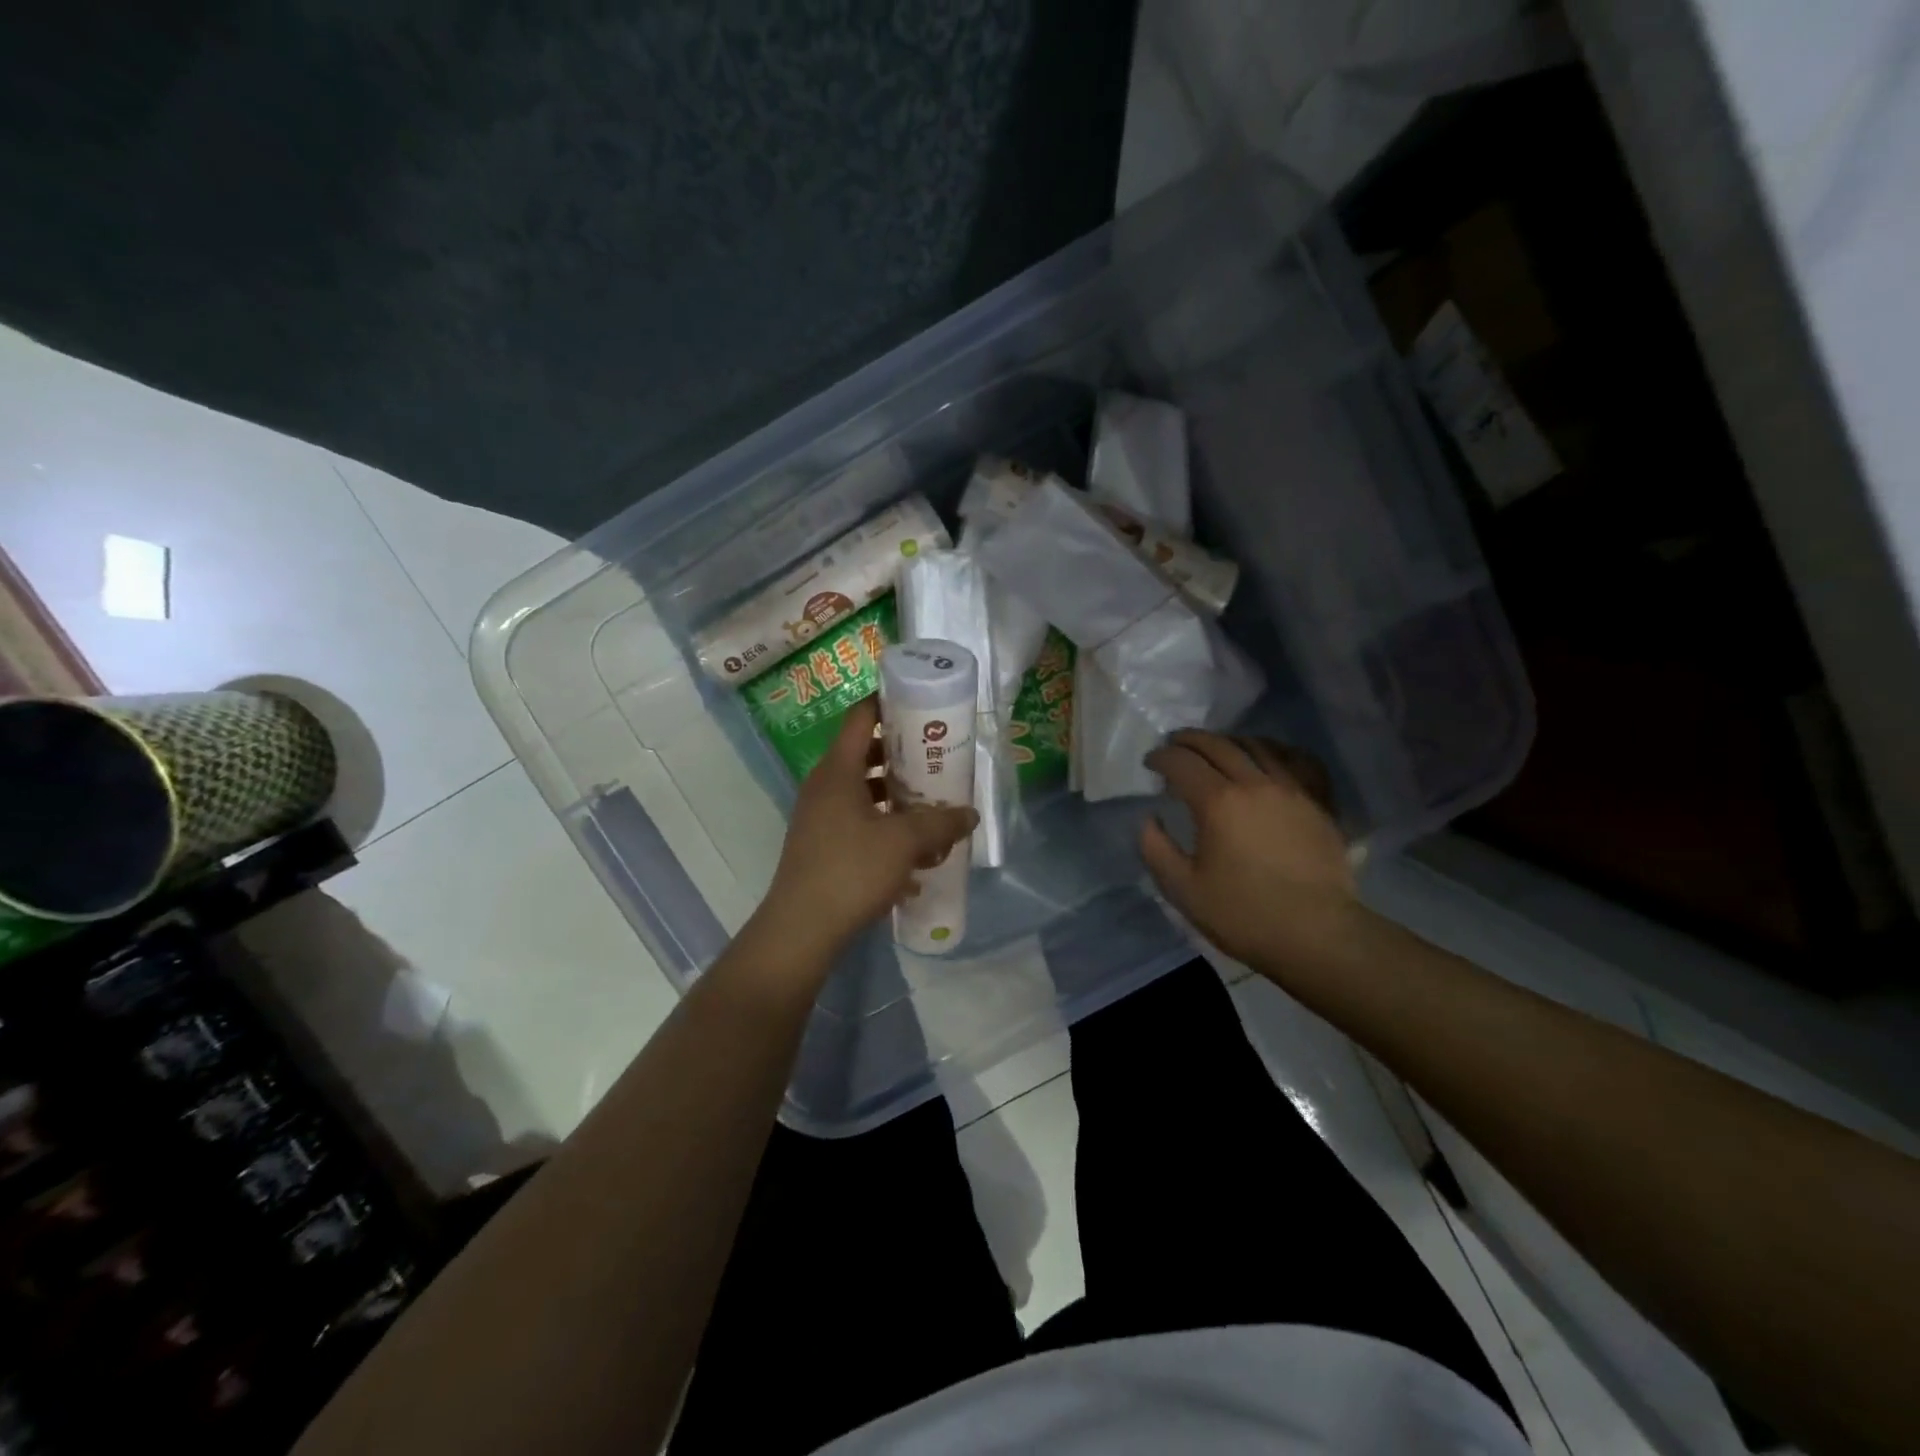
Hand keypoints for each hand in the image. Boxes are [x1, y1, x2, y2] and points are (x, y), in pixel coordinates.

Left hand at [752, 697, 977, 967]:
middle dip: (902, 756)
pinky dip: (885, 831)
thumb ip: (940, 822)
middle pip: (865, 755)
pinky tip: (915, 858)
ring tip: (933, 808)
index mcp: (837, 771)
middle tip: (937, 757)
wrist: (802, 929)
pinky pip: (859, 825)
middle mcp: (824, 787)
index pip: (860, 717)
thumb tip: (969, 814)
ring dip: (897, 798)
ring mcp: (820, 819)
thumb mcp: (904, 842)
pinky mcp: (823, 847)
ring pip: (864, 794)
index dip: (887, 703)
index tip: (919, 702)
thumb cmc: (851, 871)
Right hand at [1140, 731, 1362, 975]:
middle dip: (1190, 740)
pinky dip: (1278, 750)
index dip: (1161, 757)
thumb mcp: (1182, 890)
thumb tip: (1150, 819)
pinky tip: (1270, 755)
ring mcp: (1292, 790)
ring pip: (1258, 746)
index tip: (1150, 763)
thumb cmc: (1243, 914)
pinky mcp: (1318, 803)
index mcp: (1217, 802)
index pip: (1182, 762)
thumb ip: (1156, 849)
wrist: (1317, 935)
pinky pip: (1299, 761)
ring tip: (1216, 749)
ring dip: (1229, 741)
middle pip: (1218, 745)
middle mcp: (1254, 784)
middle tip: (1175, 745)